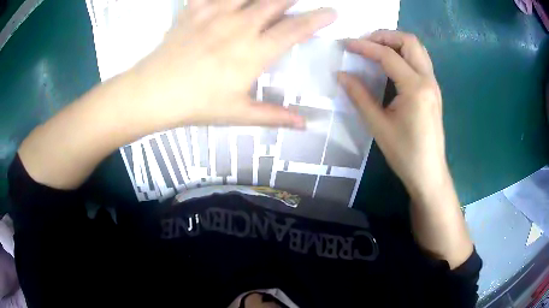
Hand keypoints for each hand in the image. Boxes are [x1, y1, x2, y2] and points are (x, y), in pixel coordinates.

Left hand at [127, 0, 336, 132]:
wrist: (153, 93)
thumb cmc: (196, 105)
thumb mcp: (237, 113)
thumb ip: (274, 116)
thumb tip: (304, 125)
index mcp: (254, 52)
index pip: (295, 30)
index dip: (318, 19)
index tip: (332, 12)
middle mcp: (240, 26)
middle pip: (276, 1)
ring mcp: (215, 13)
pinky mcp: (194, 9)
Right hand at [338, 30, 448, 198]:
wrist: (429, 172)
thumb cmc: (404, 153)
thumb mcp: (378, 125)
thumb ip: (359, 95)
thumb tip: (341, 74)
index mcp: (415, 88)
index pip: (388, 55)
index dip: (365, 46)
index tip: (346, 45)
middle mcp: (428, 80)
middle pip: (409, 41)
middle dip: (384, 36)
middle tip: (364, 43)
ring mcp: (433, 84)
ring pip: (417, 48)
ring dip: (396, 42)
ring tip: (375, 49)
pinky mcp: (433, 90)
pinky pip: (420, 60)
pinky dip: (404, 53)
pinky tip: (390, 64)